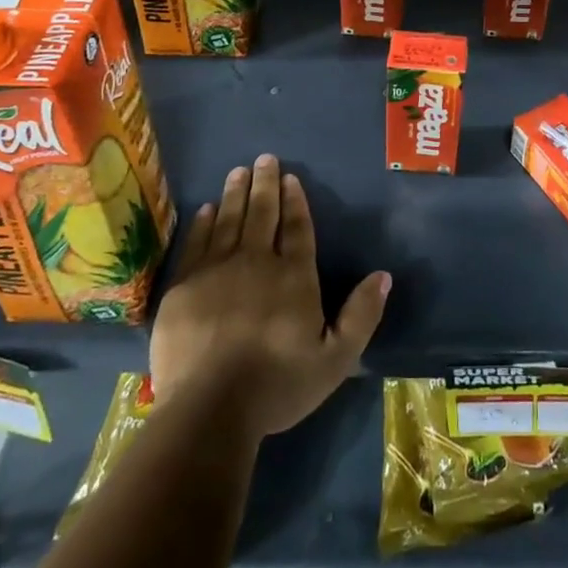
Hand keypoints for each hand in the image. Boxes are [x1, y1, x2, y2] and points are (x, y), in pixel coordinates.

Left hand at [150, 154, 390, 439]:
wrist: (210, 409)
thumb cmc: (278, 385)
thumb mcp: (336, 359)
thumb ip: (361, 315)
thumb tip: (383, 275)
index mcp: (294, 276)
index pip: (297, 227)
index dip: (295, 200)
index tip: (290, 177)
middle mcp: (257, 262)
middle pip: (262, 214)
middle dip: (265, 184)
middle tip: (264, 158)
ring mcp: (217, 270)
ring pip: (229, 220)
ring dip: (236, 193)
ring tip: (239, 171)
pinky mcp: (184, 286)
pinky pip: (197, 242)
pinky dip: (204, 222)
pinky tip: (207, 208)